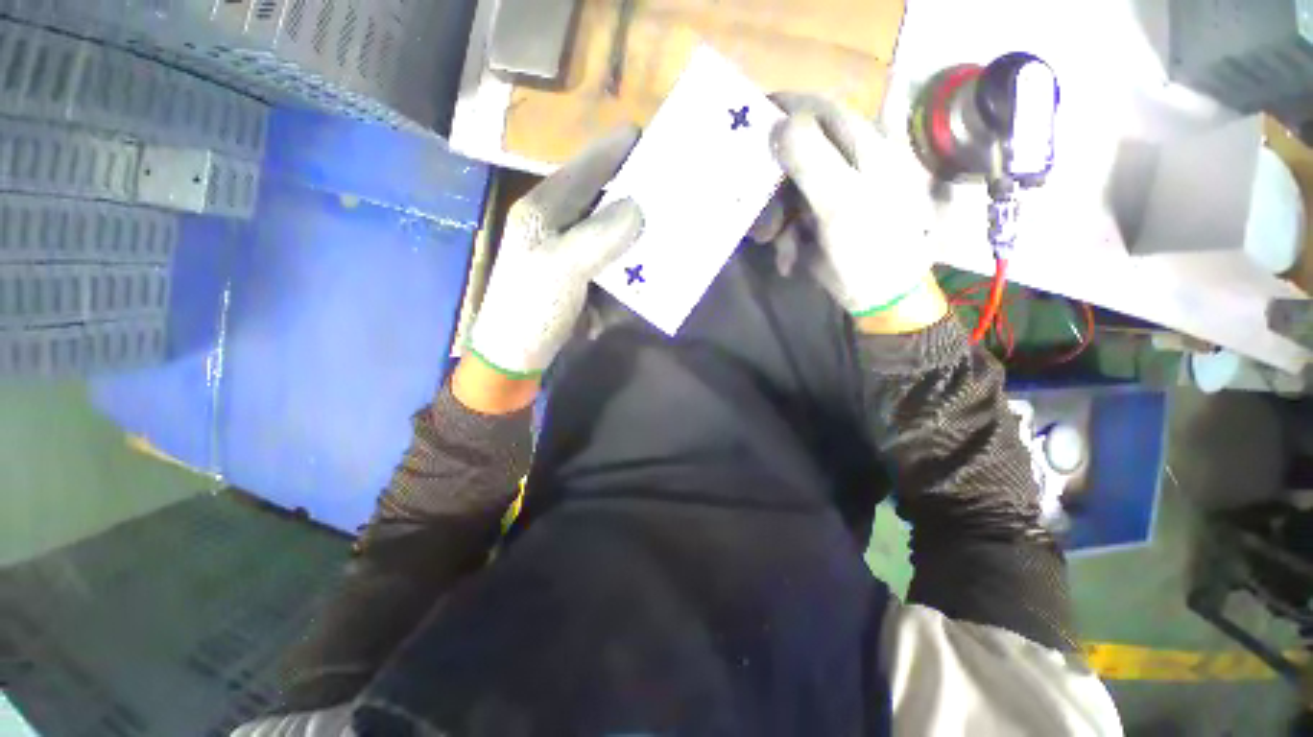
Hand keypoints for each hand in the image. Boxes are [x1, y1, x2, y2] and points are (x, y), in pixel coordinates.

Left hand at [467, 126, 643, 378]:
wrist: (518, 354)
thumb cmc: (531, 308)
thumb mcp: (563, 268)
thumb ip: (600, 235)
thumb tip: (638, 207)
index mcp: (544, 209)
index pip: (584, 168)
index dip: (614, 150)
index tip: (648, 137)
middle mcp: (557, 222)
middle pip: (600, 194)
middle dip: (632, 187)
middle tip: (666, 181)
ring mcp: (570, 251)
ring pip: (609, 226)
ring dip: (635, 225)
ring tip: (666, 217)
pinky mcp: (581, 275)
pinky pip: (611, 256)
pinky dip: (629, 256)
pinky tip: (648, 258)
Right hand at [767, 94, 942, 320]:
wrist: (882, 294)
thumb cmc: (869, 246)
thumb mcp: (840, 202)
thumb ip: (811, 160)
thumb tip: (778, 124)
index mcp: (861, 144)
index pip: (816, 109)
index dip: (781, 111)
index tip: (746, 125)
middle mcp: (846, 161)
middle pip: (795, 154)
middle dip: (770, 184)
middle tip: (756, 206)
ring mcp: (832, 190)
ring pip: (787, 190)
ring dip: (774, 218)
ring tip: (771, 244)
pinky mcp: (821, 217)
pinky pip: (790, 217)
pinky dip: (784, 238)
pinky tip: (788, 259)